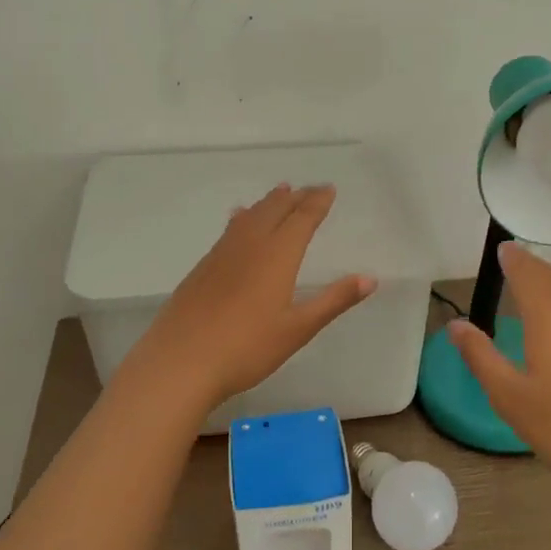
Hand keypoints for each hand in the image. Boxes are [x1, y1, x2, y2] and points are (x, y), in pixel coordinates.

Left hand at [127, 183, 376, 412]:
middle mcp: (250, 245)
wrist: (180, 361)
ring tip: (280, 191)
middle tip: (309, 188)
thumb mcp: (297, 329)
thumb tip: (370, 278)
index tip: (329, 189)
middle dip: (295, 197)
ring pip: (250, 216)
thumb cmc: (246, 348)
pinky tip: (237, 218)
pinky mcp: (203, 267)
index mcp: (277, 255)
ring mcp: (222, 254)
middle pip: (275, 210)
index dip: (317, 202)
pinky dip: (242, 217)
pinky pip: (229, 230)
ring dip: (268, 202)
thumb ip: (333, 300)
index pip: (302, 219)